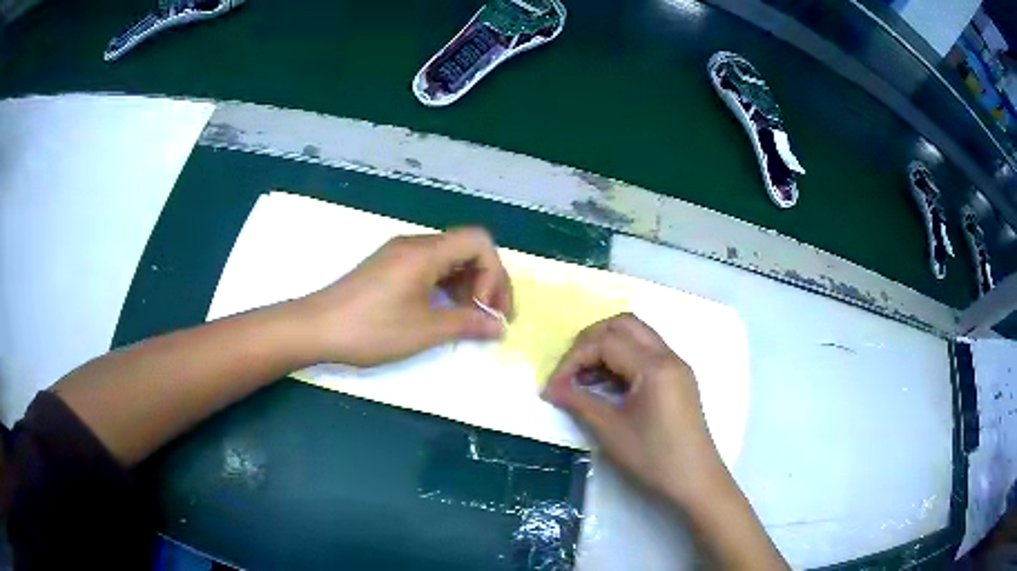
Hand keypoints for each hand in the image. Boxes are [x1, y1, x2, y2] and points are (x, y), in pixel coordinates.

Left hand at [295, 228, 513, 366]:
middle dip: (487, 281)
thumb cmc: (371, 329)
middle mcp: (415, 244)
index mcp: (426, 252)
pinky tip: (444, 311)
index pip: (479, 242)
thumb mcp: (425, 330)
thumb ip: (468, 324)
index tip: (487, 310)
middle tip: (490, 317)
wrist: (316, 328)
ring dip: (468, 285)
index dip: (494, 275)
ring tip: (469, 318)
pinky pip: (430, 267)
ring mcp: (399, 254)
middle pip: (467, 249)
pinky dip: (447, 286)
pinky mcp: (389, 267)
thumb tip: (499, 327)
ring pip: (449, 259)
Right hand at [542, 313, 721, 502]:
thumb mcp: (611, 430)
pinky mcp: (678, 378)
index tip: (555, 386)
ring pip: (636, 335)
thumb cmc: (654, 457)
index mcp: (655, 366)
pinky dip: (623, 359)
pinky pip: (647, 352)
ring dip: (607, 347)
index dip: (574, 358)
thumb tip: (550, 388)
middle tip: (571, 369)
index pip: (606, 342)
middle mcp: (669, 356)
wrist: (695, 479)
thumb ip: (579, 402)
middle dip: (591, 340)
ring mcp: (677, 365)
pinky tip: (608, 386)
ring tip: (585, 379)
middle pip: (623, 324)